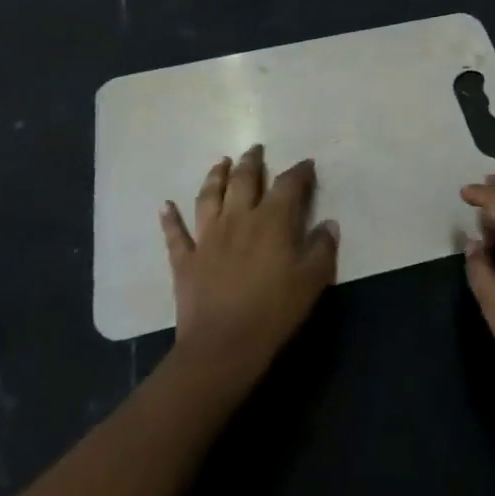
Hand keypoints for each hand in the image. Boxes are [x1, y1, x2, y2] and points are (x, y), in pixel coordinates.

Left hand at [161, 145, 338, 389]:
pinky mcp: (185, 260)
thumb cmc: (274, 311)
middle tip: (255, 149)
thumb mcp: (312, 281)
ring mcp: (207, 237)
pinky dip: (169, 219)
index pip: (288, 185)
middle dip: (251, 162)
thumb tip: (329, 224)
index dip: (299, 172)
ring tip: (220, 163)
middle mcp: (238, 219)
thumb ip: (322, 249)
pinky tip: (165, 206)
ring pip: (209, 197)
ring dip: (214, 177)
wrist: (222, 346)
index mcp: (272, 221)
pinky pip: (175, 234)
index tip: (306, 165)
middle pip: (244, 181)